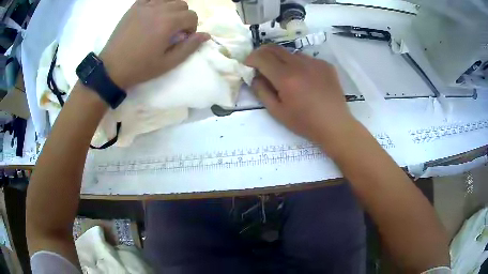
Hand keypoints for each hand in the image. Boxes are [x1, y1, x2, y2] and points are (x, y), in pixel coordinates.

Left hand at [100, 0, 209, 89]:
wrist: (112, 68)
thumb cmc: (140, 67)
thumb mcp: (168, 63)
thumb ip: (189, 47)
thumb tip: (206, 35)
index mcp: (168, 23)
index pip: (192, 16)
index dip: (191, 28)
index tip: (182, 38)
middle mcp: (158, 9)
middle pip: (182, 5)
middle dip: (183, 17)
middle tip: (173, 31)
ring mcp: (144, 6)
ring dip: (172, 9)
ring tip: (163, 22)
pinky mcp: (134, 7)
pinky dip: (157, 2)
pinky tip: (153, 13)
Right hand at [245, 45, 356, 146]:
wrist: (335, 125)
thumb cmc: (305, 122)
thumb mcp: (277, 112)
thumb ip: (261, 91)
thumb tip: (255, 77)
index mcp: (286, 78)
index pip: (262, 57)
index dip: (251, 59)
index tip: (248, 65)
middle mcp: (300, 64)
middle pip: (274, 48)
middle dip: (262, 53)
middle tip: (260, 64)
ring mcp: (315, 62)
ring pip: (291, 53)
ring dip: (282, 59)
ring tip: (286, 74)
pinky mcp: (326, 65)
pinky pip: (306, 59)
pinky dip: (299, 65)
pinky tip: (305, 79)